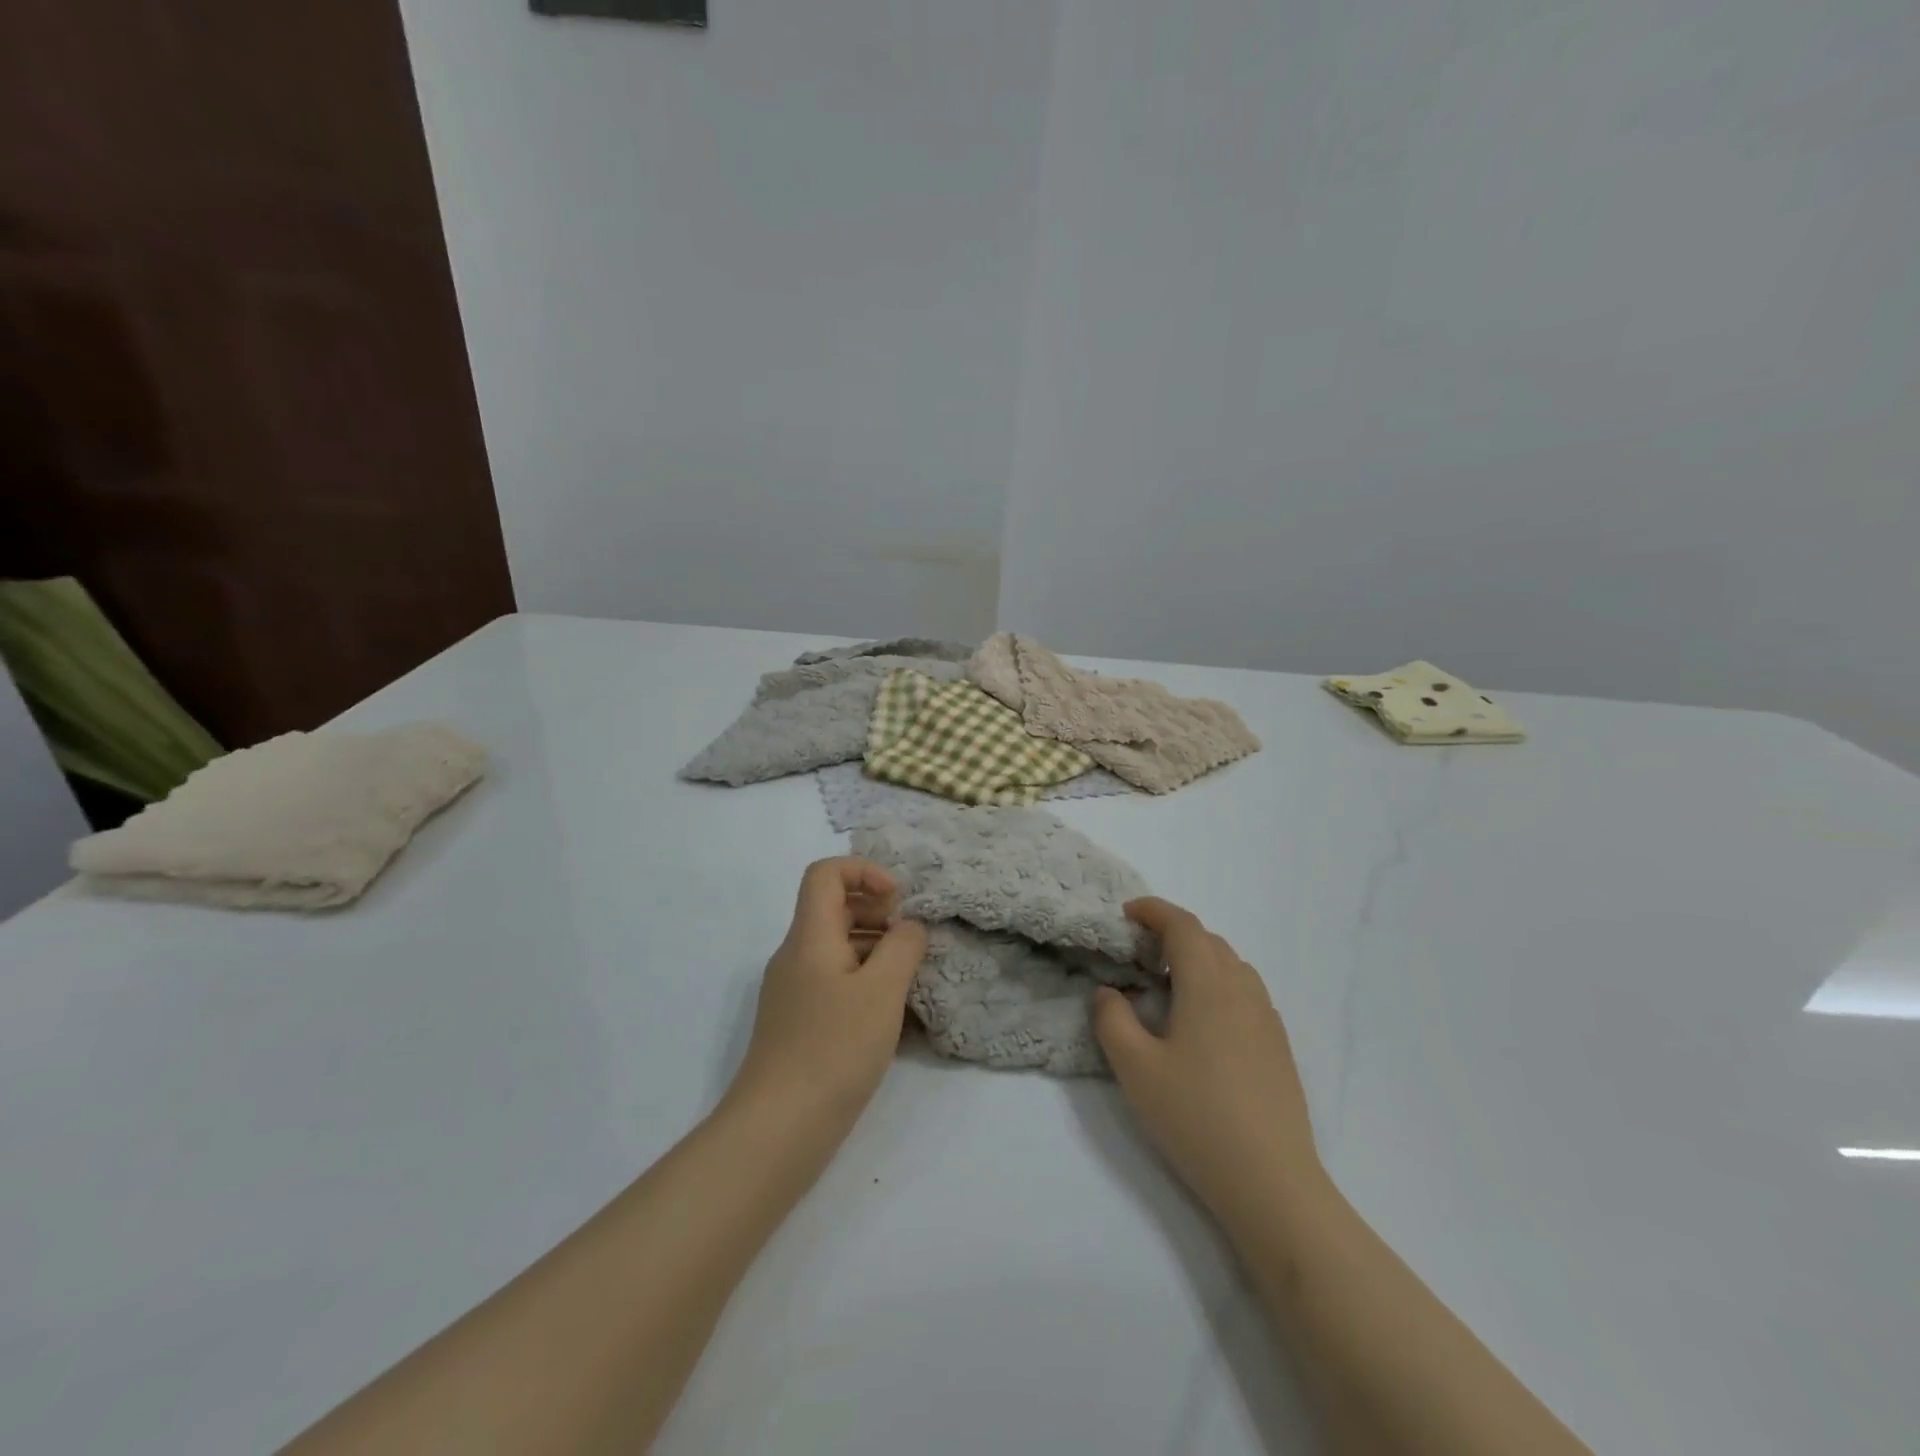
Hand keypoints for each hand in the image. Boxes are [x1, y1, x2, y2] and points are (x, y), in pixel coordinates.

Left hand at [729, 858, 928, 1129]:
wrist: (778, 1128)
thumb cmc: (833, 1049)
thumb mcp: (882, 991)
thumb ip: (903, 946)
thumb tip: (909, 926)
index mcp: (809, 936)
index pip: (825, 873)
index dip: (864, 872)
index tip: (897, 902)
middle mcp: (795, 955)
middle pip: (833, 908)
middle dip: (877, 913)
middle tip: (911, 943)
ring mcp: (793, 990)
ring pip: (836, 947)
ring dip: (874, 949)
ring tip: (908, 980)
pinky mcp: (797, 1022)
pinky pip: (833, 981)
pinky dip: (863, 982)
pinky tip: (888, 1016)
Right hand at [1093, 897, 1324, 1227]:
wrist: (1272, 1183)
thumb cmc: (1196, 1118)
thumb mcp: (1135, 1069)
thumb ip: (1113, 1020)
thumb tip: (1110, 992)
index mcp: (1208, 986)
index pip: (1184, 927)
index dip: (1154, 911)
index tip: (1127, 913)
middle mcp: (1243, 991)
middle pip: (1209, 941)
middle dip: (1173, 933)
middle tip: (1140, 951)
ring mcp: (1267, 1019)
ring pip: (1232, 966)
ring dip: (1199, 958)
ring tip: (1170, 983)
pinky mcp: (1279, 1047)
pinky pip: (1246, 993)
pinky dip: (1219, 984)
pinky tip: (1203, 1021)